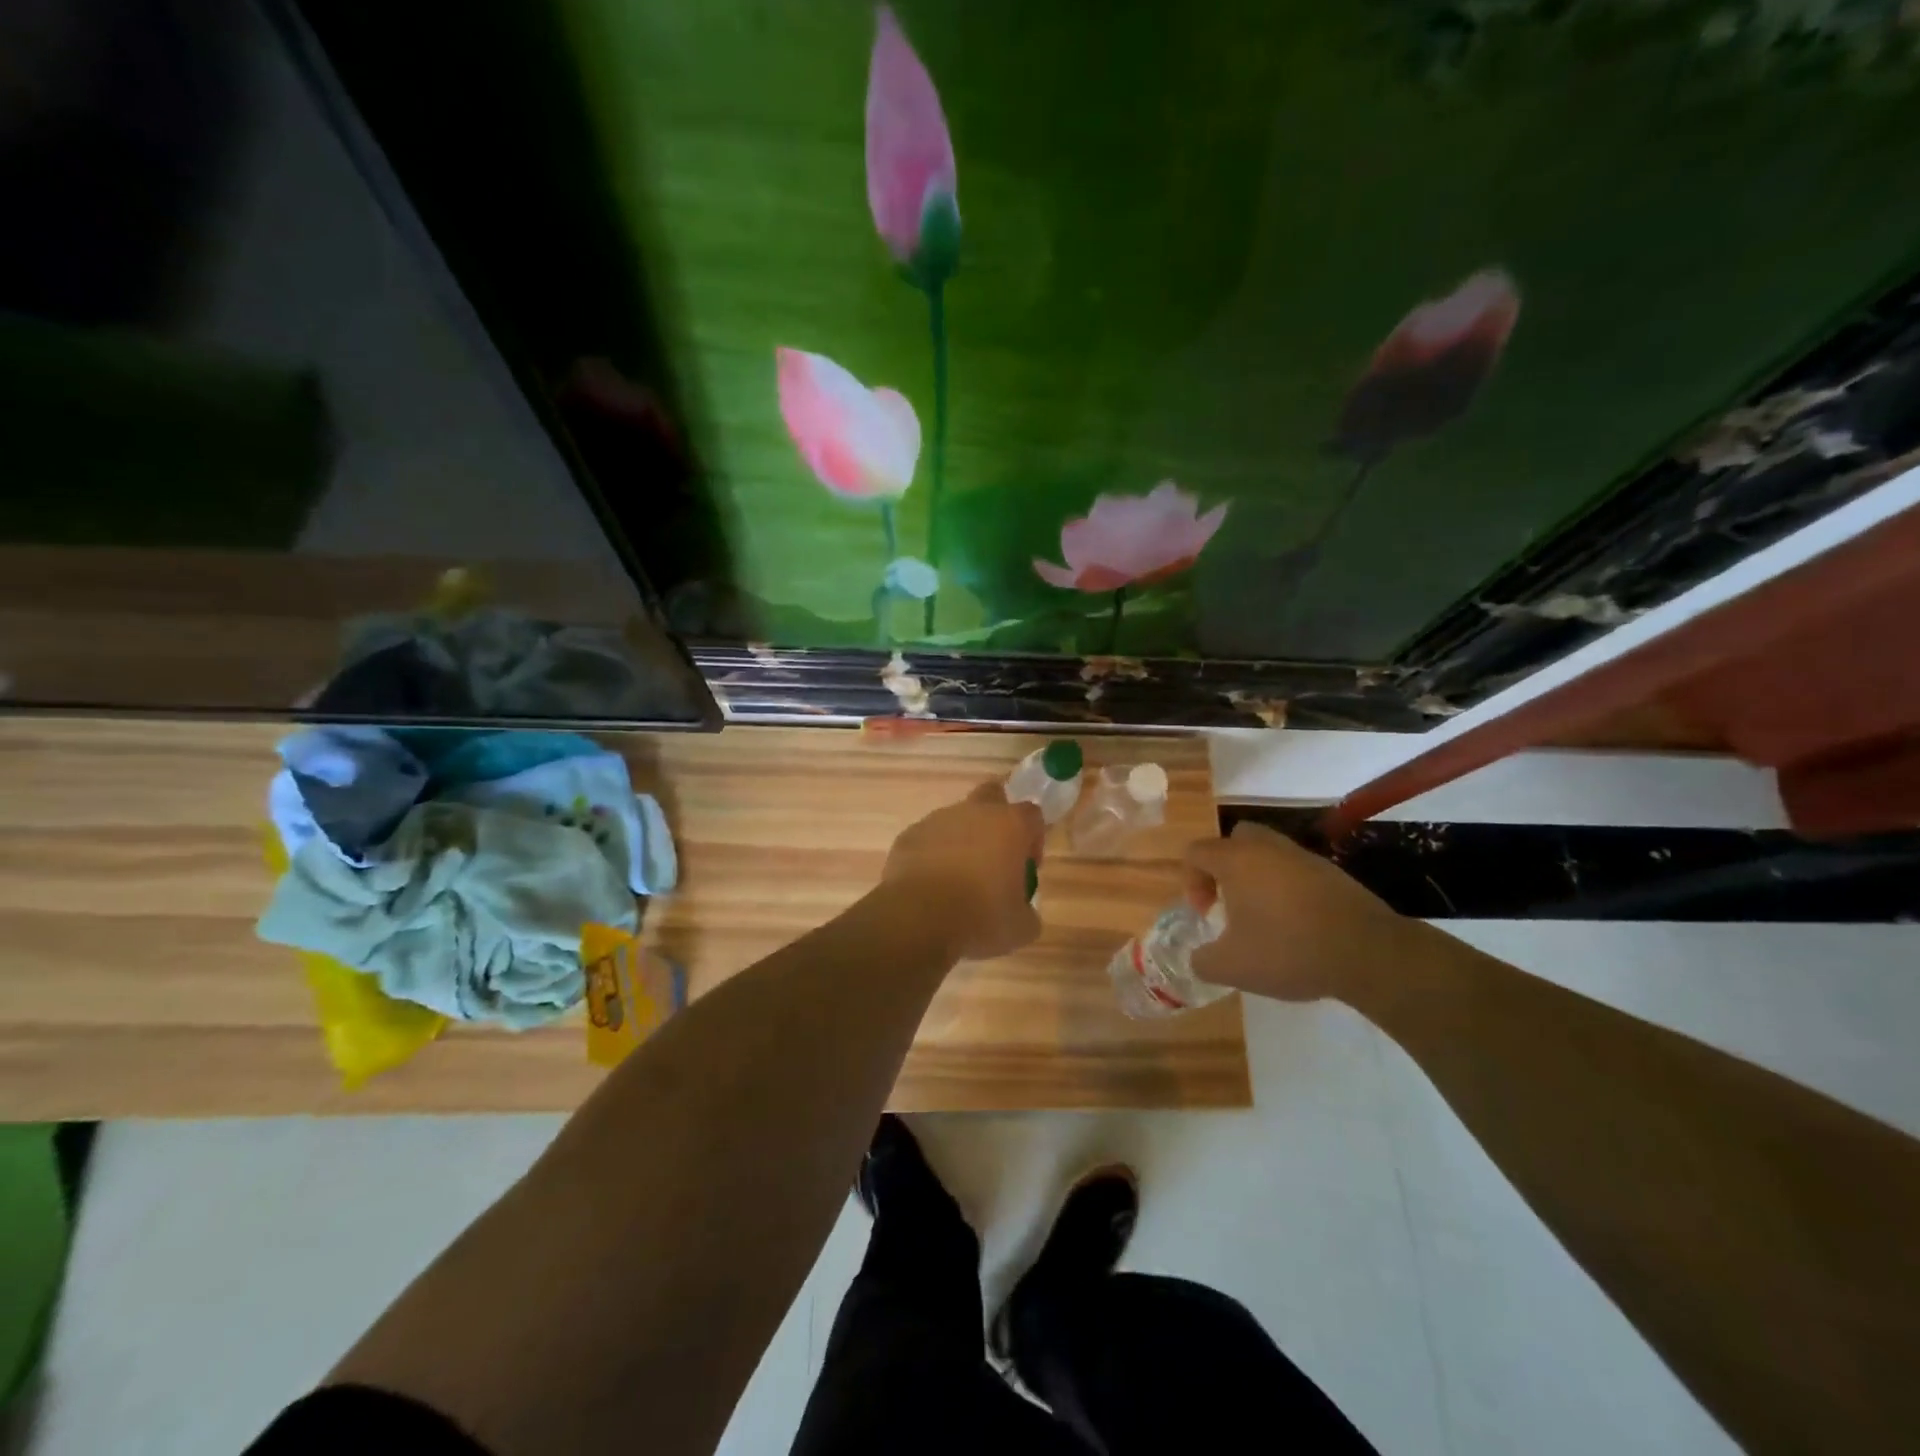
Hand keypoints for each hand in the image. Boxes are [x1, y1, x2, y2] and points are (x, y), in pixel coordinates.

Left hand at [880, 781, 1045, 961]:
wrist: (918, 919)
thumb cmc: (980, 918)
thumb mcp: (1021, 927)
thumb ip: (1027, 910)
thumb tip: (1021, 910)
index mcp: (1010, 825)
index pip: (1032, 815)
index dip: (1033, 839)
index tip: (1026, 867)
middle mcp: (974, 812)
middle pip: (992, 796)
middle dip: (996, 818)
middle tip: (994, 857)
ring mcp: (937, 820)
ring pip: (956, 820)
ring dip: (962, 841)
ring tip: (957, 880)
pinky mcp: (908, 835)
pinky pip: (928, 840)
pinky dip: (932, 855)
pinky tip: (930, 886)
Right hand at [1185, 821, 1421, 1002]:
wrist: (1369, 953)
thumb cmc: (1288, 950)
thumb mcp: (1231, 967)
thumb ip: (1203, 961)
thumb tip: (1199, 958)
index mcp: (1236, 860)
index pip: (1196, 852)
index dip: (1191, 881)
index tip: (1205, 913)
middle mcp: (1267, 848)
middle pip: (1234, 840)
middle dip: (1224, 867)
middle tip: (1229, 902)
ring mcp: (1303, 857)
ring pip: (1268, 854)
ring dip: (1257, 878)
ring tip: (1263, 917)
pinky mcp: (1333, 873)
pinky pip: (1296, 871)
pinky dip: (1287, 889)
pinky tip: (1296, 924)